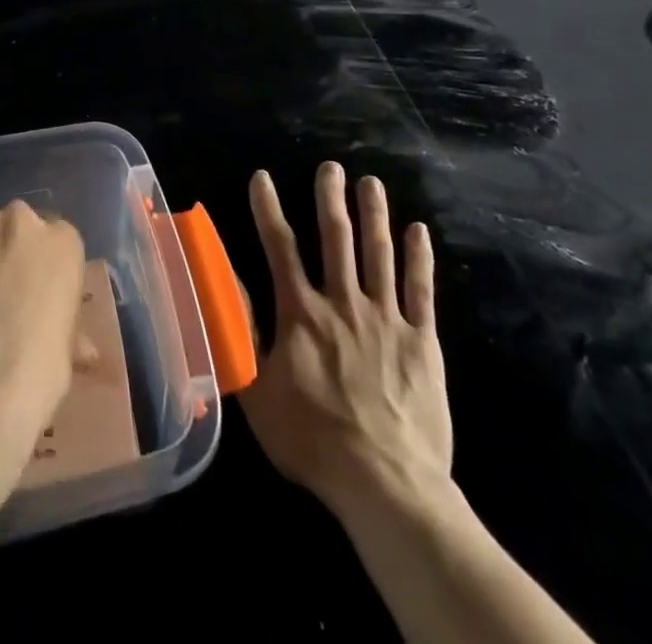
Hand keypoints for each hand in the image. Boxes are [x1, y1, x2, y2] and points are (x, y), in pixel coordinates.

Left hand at [0, 201, 86, 445]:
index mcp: (60, 241)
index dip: (42, 267)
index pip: (56, 238)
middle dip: (4, 253)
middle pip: (12, 227)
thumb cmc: (32, 376)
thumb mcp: (64, 355)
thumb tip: (79, 346)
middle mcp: (16, 220)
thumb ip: (63, 328)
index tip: (33, 294)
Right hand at [239, 163, 452, 526]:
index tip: (262, 177)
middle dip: (331, 198)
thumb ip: (243, 331)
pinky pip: (421, 290)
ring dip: (374, 214)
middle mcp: (343, 302)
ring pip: (378, 254)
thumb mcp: (257, 390)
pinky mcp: (422, 341)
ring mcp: (386, 318)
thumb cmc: (312, 439)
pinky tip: (418, 231)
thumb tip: (229, 281)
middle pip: (336, 238)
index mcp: (301, 312)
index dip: (268, 209)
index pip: (279, 247)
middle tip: (331, 167)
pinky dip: (419, 258)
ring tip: (371, 183)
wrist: (385, 483)